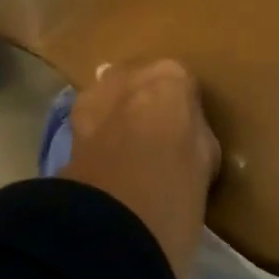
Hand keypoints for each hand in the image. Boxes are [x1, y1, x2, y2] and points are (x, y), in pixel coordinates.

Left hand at [59, 60, 219, 278]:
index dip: (182, 110)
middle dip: (146, 101)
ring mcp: (98, 90)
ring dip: (117, 110)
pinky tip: (101, 154)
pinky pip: (91, 115)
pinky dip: (95, 128)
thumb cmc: (177, 180)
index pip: (182, 84)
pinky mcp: (71, 118)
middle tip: (153, 138)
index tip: (183, 134)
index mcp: (172, 75)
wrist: (119, 206)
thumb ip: (193, 132)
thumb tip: (181, 135)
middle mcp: (132, 71)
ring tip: (123, 147)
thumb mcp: (207, 157)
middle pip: (143, 81)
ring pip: (112, 93)